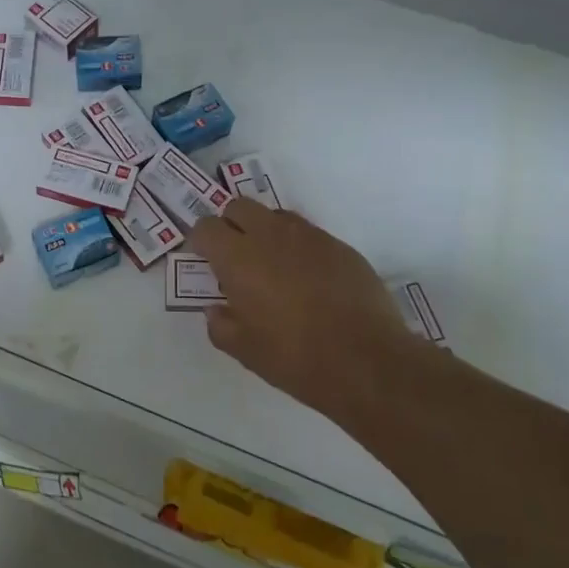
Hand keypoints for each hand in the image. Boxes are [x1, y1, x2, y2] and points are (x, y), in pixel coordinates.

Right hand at [190, 201, 423, 418]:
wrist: (367, 360)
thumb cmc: (294, 357)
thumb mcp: (244, 351)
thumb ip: (221, 325)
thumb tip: (217, 310)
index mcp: (238, 258)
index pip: (207, 227)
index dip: (202, 241)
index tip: (206, 261)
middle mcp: (271, 235)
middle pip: (239, 207)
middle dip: (231, 225)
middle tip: (236, 259)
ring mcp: (309, 236)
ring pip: (275, 216)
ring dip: (265, 233)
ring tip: (273, 268)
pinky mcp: (340, 246)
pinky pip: (308, 234)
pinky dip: (298, 248)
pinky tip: (309, 281)